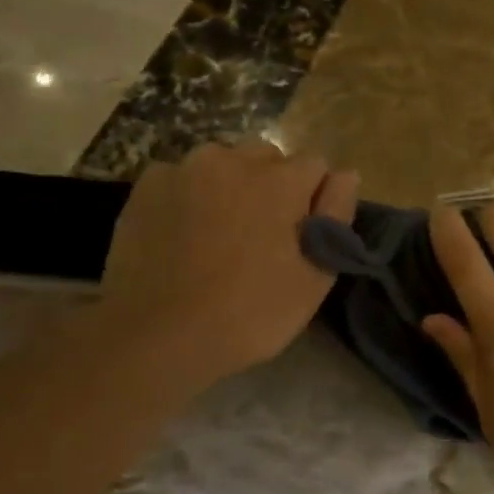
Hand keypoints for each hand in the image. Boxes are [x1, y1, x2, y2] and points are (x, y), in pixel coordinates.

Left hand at [99, 142, 358, 382]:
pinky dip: (190, 195)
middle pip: (269, 158)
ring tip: (219, 233)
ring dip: (230, 185)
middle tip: (261, 235)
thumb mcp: (314, 276)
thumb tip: (346, 174)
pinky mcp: (147, 185)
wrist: (157, 335)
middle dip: (273, 185)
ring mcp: (185, 169)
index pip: (316, 165)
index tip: (302, 234)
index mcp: (281, 180)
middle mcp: (234, 159)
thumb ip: (336, 215)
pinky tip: (183, 233)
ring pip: (224, 163)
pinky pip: (183, 177)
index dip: (314, 198)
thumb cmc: (250, 312)